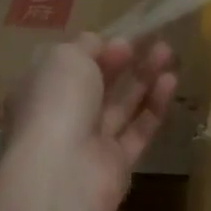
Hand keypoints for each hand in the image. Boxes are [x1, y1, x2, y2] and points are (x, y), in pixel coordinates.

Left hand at [4, 34, 177, 210]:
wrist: (63, 172)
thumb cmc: (57, 102)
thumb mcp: (65, 57)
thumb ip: (85, 46)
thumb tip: (100, 44)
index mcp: (39, 91)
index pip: (69, 67)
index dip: (97, 50)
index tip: (123, 38)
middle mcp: (61, 117)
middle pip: (97, 86)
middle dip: (124, 62)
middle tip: (153, 42)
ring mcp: (89, 143)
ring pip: (121, 106)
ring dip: (144, 79)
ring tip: (168, 53)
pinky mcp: (116, 165)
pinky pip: (138, 130)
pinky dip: (154, 106)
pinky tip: (171, 81)